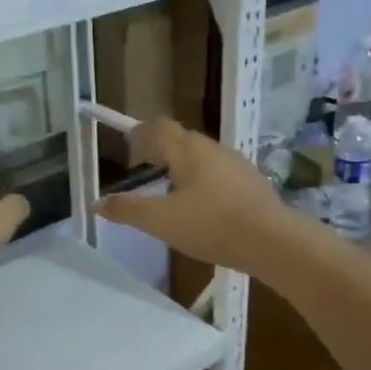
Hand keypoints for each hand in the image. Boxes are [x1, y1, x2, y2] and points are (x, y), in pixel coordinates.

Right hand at [95, 120, 289, 276]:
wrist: (273, 241)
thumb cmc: (212, 225)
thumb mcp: (161, 221)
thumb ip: (128, 210)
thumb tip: (97, 203)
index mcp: (188, 150)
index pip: (159, 127)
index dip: (141, 132)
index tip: (129, 143)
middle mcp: (213, 149)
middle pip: (182, 139)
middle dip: (161, 148)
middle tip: (144, 163)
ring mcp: (237, 165)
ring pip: (202, 157)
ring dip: (183, 165)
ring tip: (170, 186)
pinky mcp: (252, 184)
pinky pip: (219, 174)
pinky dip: (203, 181)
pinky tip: (202, 205)